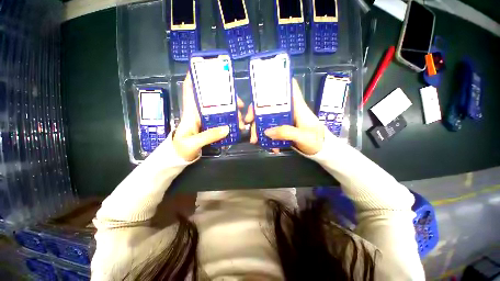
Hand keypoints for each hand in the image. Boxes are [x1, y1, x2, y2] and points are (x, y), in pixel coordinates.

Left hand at [173, 73, 245, 160]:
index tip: (205, 67)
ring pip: (220, 109)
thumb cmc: (181, 148)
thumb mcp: (192, 143)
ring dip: (232, 111)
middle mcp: (199, 112)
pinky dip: (230, 121)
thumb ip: (208, 136)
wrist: (180, 157)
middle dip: (227, 97)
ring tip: (242, 119)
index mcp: (191, 112)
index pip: (190, 89)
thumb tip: (227, 128)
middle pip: (213, 99)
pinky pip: (222, 120)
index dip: (194, 77)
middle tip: (240, 104)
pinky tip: (238, 125)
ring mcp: (206, 119)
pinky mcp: (211, 126)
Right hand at [245, 79, 324, 154]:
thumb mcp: (303, 137)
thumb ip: (286, 132)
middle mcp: (289, 110)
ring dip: (258, 127)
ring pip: (267, 117)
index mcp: (297, 106)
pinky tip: (267, 146)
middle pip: (270, 104)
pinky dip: (265, 136)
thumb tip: (266, 131)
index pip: (290, 87)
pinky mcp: (282, 128)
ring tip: (255, 140)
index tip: (262, 87)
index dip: (278, 82)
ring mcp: (284, 119)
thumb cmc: (316, 140)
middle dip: (256, 111)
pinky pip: (270, 128)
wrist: (320, 151)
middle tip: (248, 121)